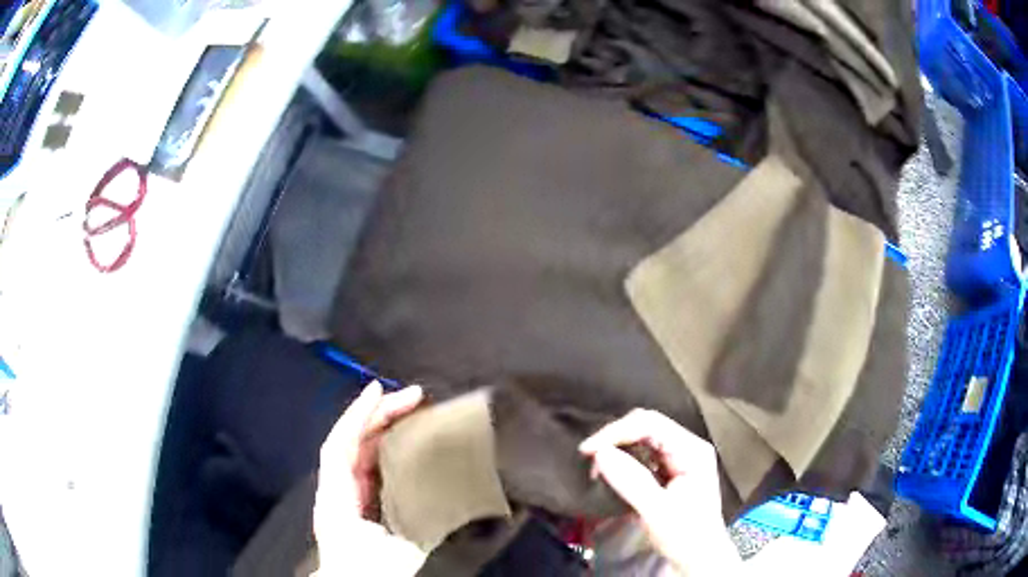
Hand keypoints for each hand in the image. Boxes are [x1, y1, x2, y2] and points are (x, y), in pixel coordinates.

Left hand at [314, 381, 426, 575]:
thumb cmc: (372, 570)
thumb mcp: (401, 546)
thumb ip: (420, 517)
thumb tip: (449, 489)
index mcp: (338, 496)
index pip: (341, 445)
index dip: (358, 415)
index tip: (378, 390)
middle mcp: (336, 488)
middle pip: (352, 441)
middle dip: (379, 414)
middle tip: (414, 397)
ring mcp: (344, 494)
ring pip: (360, 451)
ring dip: (383, 428)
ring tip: (411, 410)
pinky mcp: (355, 502)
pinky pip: (367, 466)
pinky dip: (383, 448)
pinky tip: (403, 442)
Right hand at [579, 409, 743, 576]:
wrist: (700, 558)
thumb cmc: (686, 535)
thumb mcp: (657, 510)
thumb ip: (631, 480)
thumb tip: (599, 453)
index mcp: (692, 450)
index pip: (651, 424)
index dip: (616, 432)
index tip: (587, 450)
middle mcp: (687, 446)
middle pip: (647, 426)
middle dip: (615, 438)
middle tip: (589, 457)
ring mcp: (680, 457)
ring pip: (643, 438)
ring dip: (618, 448)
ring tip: (597, 466)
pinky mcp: (671, 470)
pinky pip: (644, 454)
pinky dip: (624, 459)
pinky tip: (612, 471)